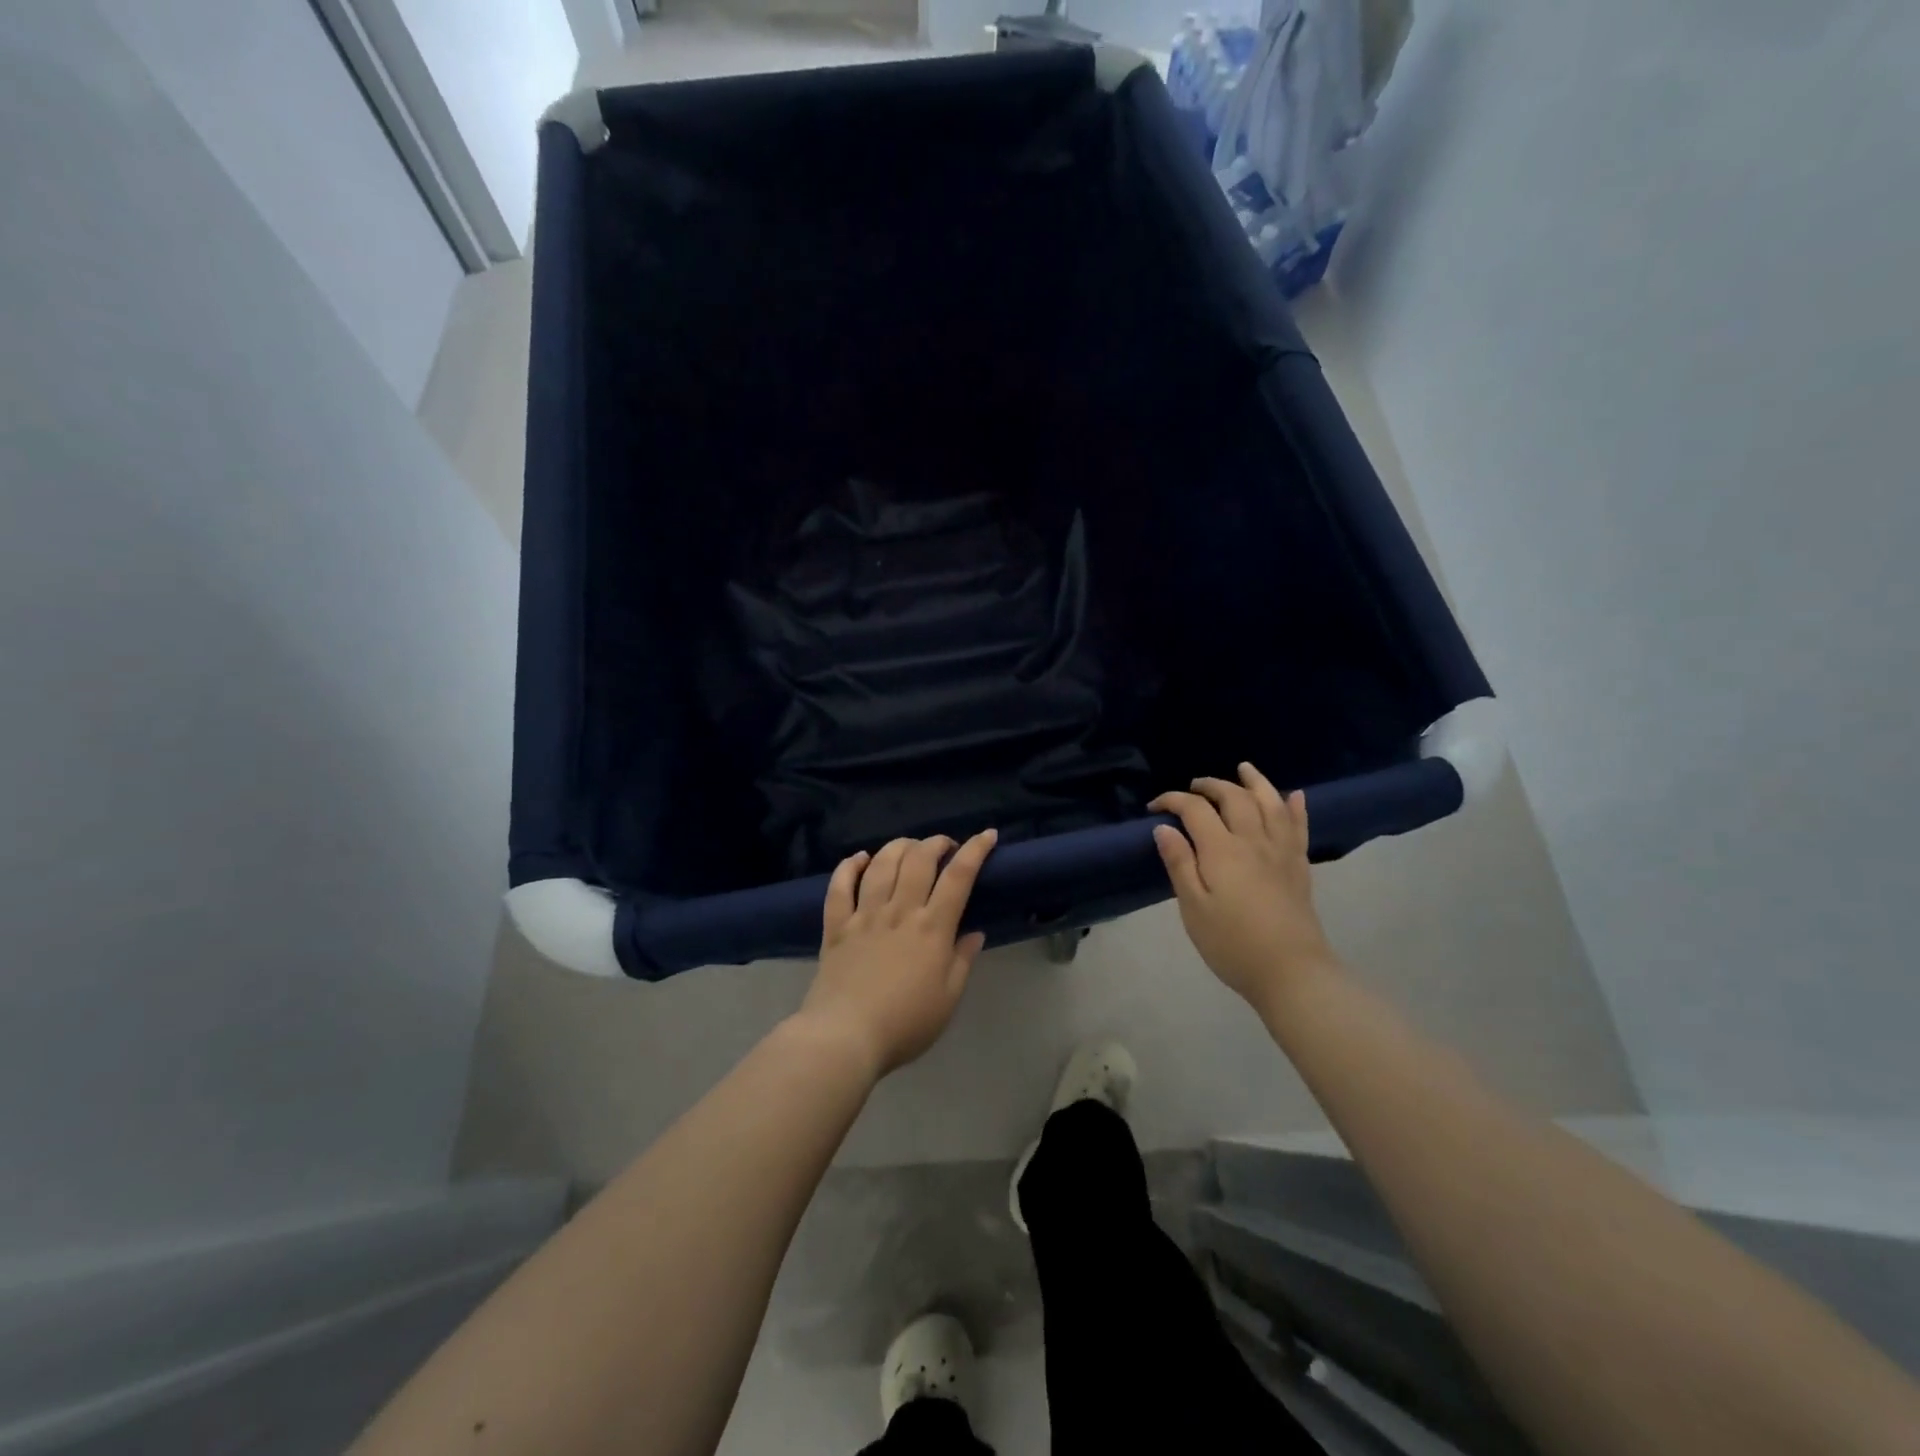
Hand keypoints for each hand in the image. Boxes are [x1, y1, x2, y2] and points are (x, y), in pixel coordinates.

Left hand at [800, 830, 997, 1077]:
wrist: (846, 1036)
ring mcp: (865, 915)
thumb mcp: (948, 999)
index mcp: (932, 928)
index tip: (987, 835)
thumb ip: (962, 961)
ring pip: (882, 864)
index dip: (975, 851)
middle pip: (919, 860)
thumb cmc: (905, 1024)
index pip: (958, 877)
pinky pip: (840, 886)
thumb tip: (974, 932)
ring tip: (909, 847)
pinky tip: (859, 858)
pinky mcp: (836, 926)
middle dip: (936, 843)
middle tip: (945, 846)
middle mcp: (899, 911)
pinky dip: (849, 866)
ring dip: (898, 847)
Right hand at [1150, 763, 1338, 1012]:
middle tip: (1194, 787)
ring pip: (1270, 804)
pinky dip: (1295, 807)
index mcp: (1222, 850)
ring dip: (1255, 782)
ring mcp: (1281, 852)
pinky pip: (1299, 827)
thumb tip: (1164, 828)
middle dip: (1211, 786)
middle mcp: (1253, 840)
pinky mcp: (1299, 867)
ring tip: (1244, 769)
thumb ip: (1179, 863)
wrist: (1291, 972)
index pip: (1195, 810)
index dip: (1173, 801)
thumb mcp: (1193, 907)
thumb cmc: (1232, 944)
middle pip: (1234, 798)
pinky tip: (1295, 795)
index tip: (1154, 807)